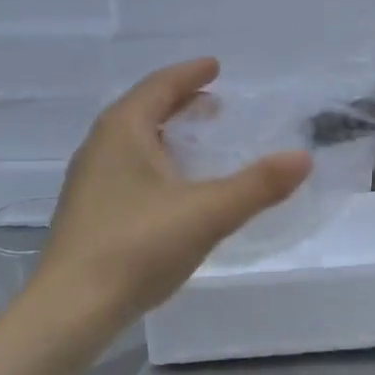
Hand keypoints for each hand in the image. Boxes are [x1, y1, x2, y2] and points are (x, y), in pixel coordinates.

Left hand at [36, 59, 312, 322]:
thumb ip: (257, 185)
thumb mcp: (207, 213)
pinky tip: (171, 191)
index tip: (215, 66)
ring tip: (198, 144)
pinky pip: (126, 169)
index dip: (190, 74)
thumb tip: (303, 157)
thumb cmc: (138, 247)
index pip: (160, 86)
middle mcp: (99, 147)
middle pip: (143, 110)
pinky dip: (154, 163)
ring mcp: (88, 181)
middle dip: (179, 103)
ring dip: (166, 134)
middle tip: (214, 105)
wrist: (72, 308)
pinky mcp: (88, 213)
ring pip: (132, 142)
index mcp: (123, 131)